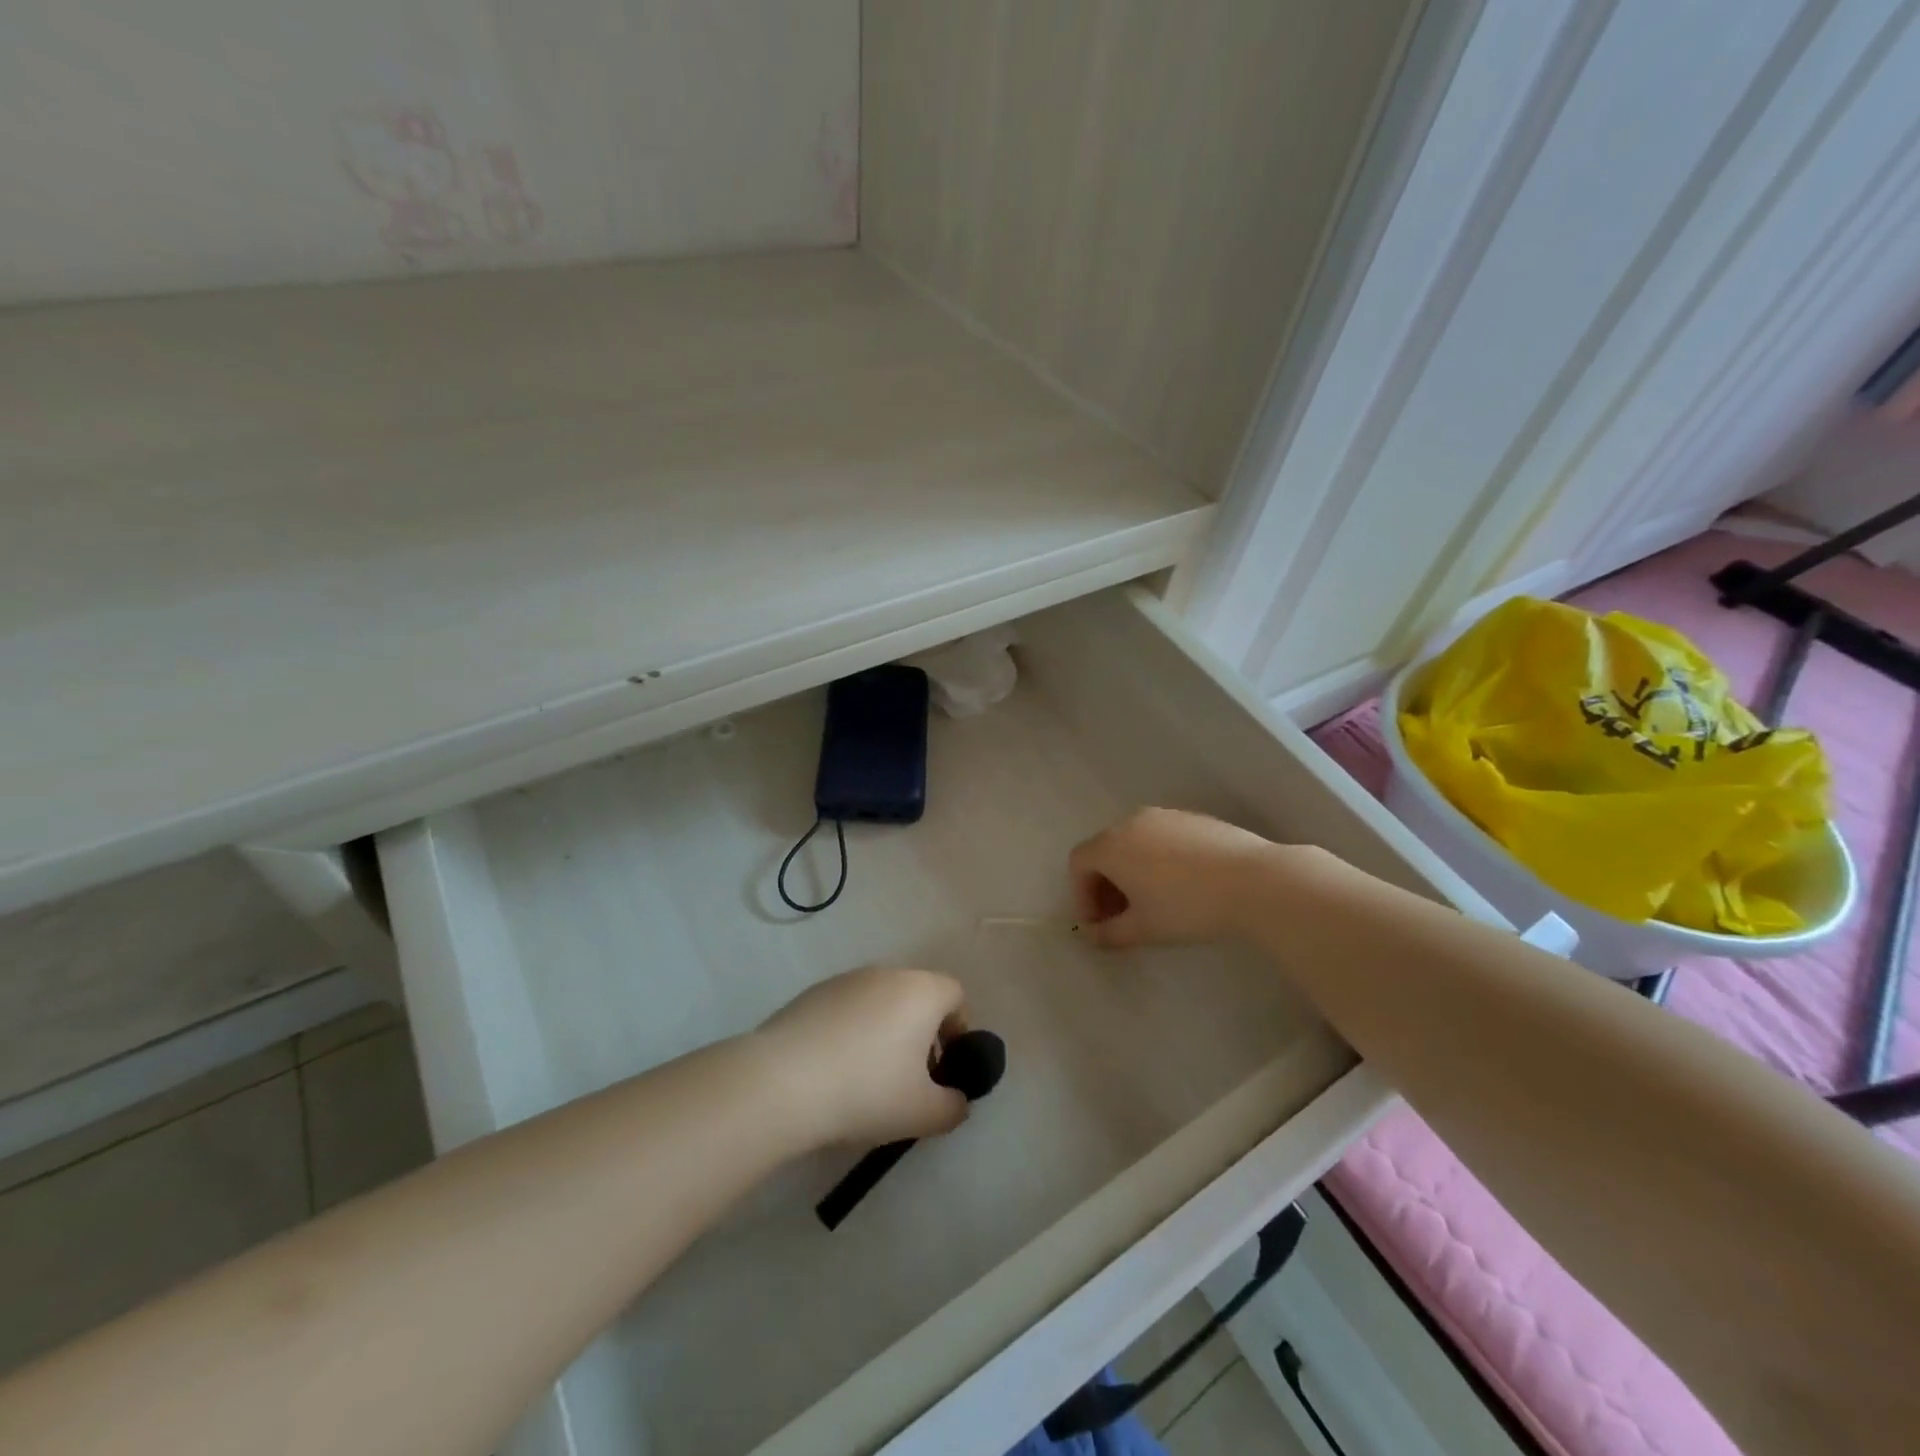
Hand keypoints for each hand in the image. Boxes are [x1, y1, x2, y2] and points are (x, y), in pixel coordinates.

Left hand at [755, 966, 970, 1148]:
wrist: (781, 1082)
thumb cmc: (866, 1091)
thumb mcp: (923, 1114)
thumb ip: (953, 1107)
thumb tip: (956, 1100)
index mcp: (921, 991)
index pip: (955, 996)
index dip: (959, 1030)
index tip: (946, 1068)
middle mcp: (887, 973)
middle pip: (917, 996)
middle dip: (921, 1034)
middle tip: (910, 1079)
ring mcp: (846, 979)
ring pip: (880, 1001)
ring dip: (885, 1031)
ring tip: (867, 1078)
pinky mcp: (812, 993)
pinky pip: (847, 1009)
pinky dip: (850, 1032)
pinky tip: (833, 1070)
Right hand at [1069, 807, 1278, 948]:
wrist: (1255, 881)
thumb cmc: (1188, 906)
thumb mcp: (1144, 929)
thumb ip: (1110, 934)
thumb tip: (1093, 936)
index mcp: (1112, 844)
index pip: (1079, 864)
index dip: (1081, 896)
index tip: (1098, 925)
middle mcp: (1132, 822)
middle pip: (1104, 850)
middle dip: (1105, 885)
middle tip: (1120, 918)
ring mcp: (1165, 816)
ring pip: (1134, 843)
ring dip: (1131, 872)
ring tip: (1151, 903)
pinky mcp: (1194, 818)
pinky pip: (1161, 838)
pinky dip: (1157, 860)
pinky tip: (1181, 886)